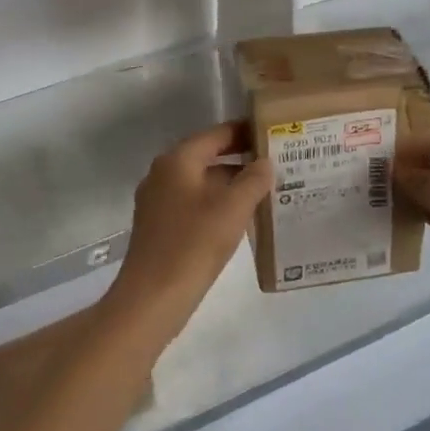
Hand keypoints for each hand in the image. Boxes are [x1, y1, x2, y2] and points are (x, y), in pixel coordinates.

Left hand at [102, 121, 272, 342]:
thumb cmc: (193, 245)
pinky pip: (194, 204)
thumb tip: (265, 163)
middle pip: (208, 156)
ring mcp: (158, 201)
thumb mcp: (233, 209)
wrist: (152, 298)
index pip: (217, 134)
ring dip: (231, 185)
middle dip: (241, 160)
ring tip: (266, 191)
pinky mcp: (160, 226)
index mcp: (178, 161)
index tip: (273, 133)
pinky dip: (218, 205)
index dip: (245, 131)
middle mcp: (163, 174)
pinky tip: (241, 219)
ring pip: (202, 182)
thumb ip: (254, 180)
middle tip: (277, 164)